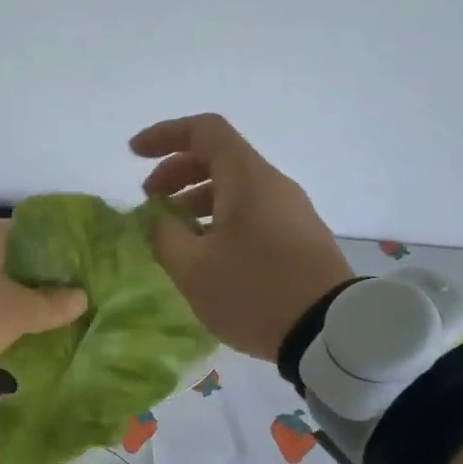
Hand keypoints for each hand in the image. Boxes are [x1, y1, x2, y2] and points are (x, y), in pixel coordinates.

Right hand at [132, 113, 354, 360]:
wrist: (329, 332)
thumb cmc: (254, 292)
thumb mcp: (193, 269)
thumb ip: (165, 235)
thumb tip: (159, 220)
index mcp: (247, 179)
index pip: (204, 131)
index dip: (164, 135)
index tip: (133, 154)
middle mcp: (272, 184)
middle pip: (218, 158)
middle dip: (176, 173)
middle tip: (149, 202)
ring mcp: (290, 210)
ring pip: (235, 188)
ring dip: (196, 201)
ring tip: (172, 234)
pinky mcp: (298, 237)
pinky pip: (251, 213)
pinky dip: (219, 220)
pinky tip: (205, 254)